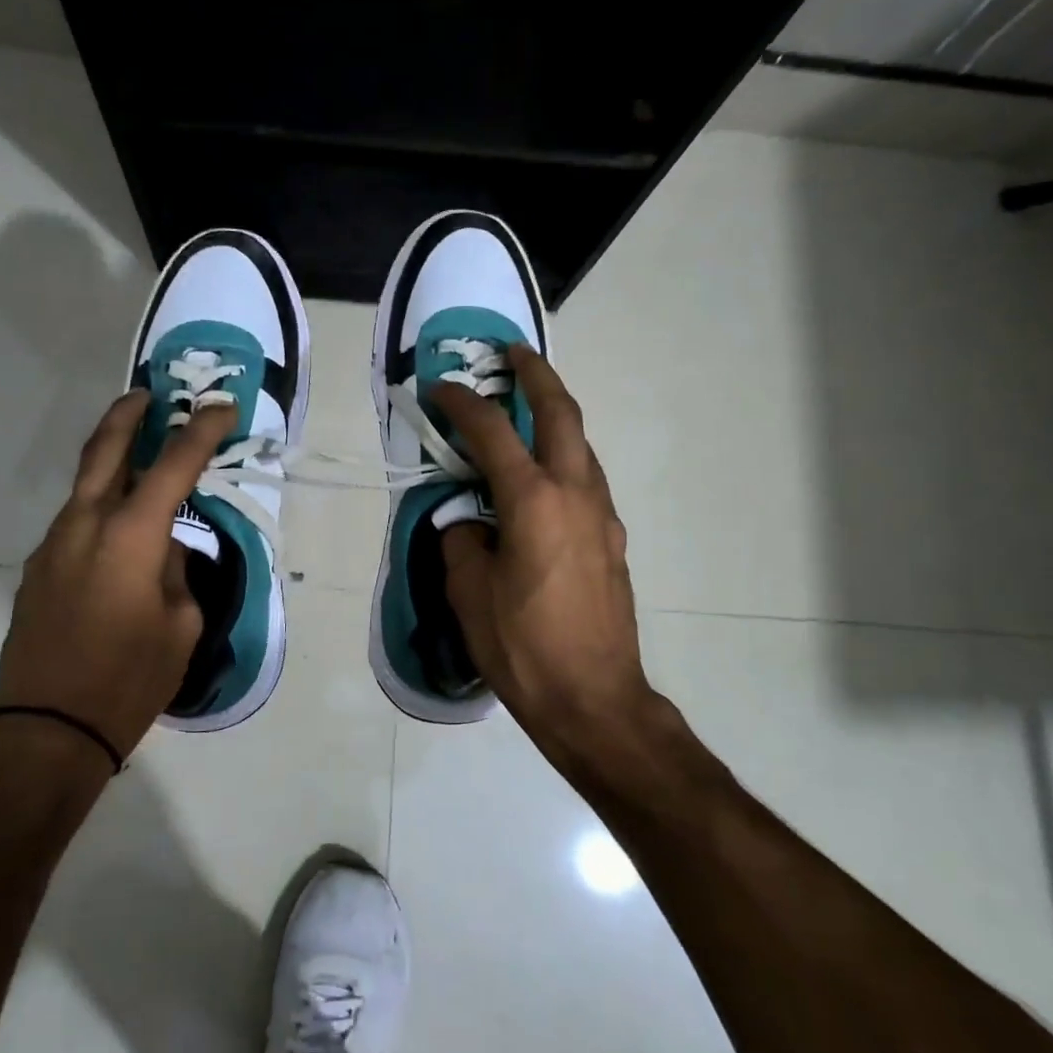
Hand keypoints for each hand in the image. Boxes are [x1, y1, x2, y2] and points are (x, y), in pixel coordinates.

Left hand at [0, 391, 235, 757]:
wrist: (47, 729)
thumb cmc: (129, 680)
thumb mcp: (180, 626)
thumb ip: (176, 573)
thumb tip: (163, 550)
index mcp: (130, 537)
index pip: (173, 466)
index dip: (201, 431)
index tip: (221, 406)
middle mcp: (85, 526)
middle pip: (105, 451)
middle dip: (129, 416)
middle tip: (150, 394)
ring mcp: (52, 546)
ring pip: (85, 487)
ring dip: (112, 464)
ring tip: (140, 458)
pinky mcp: (37, 570)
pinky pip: (75, 523)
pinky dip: (100, 508)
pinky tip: (118, 531)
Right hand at [433, 346, 658, 762]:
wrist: (595, 699)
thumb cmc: (523, 648)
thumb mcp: (469, 593)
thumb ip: (462, 541)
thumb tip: (467, 521)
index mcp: (534, 502)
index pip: (492, 433)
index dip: (462, 404)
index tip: (439, 388)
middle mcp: (576, 494)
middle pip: (562, 414)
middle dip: (537, 374)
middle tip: (512, 353)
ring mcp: (602, 516)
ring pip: (581, 446)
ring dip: (554, 416)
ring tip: (524, 410)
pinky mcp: (613, 541)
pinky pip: (586, 480)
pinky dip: (562, 459)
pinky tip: (540, 479)